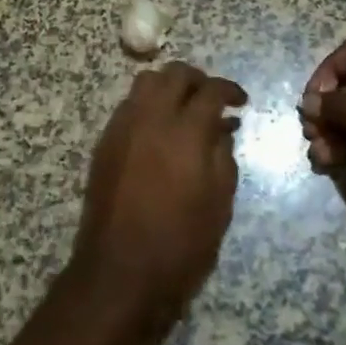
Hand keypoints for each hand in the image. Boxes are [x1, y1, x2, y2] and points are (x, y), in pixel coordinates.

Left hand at [71, 62, 247, 322]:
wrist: (120, 270)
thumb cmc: (181, 244)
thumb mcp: (219, 204)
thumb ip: (223, 157)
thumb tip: (222, 130)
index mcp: (185, 132)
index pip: (210, 91)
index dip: (230, 90)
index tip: (241, 102)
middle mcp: (151, 118)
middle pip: (174, 74)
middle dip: (198, 80)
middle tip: (213, 99)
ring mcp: (123, 127)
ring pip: (146, 82)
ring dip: (169, 86)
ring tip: (184, 109)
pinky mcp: (105, 142)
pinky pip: (129, 105)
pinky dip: (148, 104)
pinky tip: (159, 130)